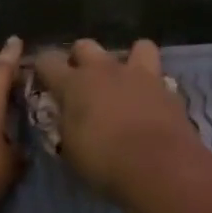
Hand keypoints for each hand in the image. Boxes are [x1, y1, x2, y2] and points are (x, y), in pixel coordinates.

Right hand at [31, 38, 198, 200]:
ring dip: (129, 60)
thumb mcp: (71, 148)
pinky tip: (151, 104)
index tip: (44, 79)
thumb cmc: (104, 161)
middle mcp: (105, 70)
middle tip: (83, 82)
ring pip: (136, 47)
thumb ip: (67, 124)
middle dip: (80, 59)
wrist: (159, 166)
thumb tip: (68, 116)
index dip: (43, 68)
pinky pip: (160, 77)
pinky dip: (154, 87)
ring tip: (127, 81)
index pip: (47, 61)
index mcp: (74, 84)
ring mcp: (140, 76)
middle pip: (85, 46)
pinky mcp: (168, 89)